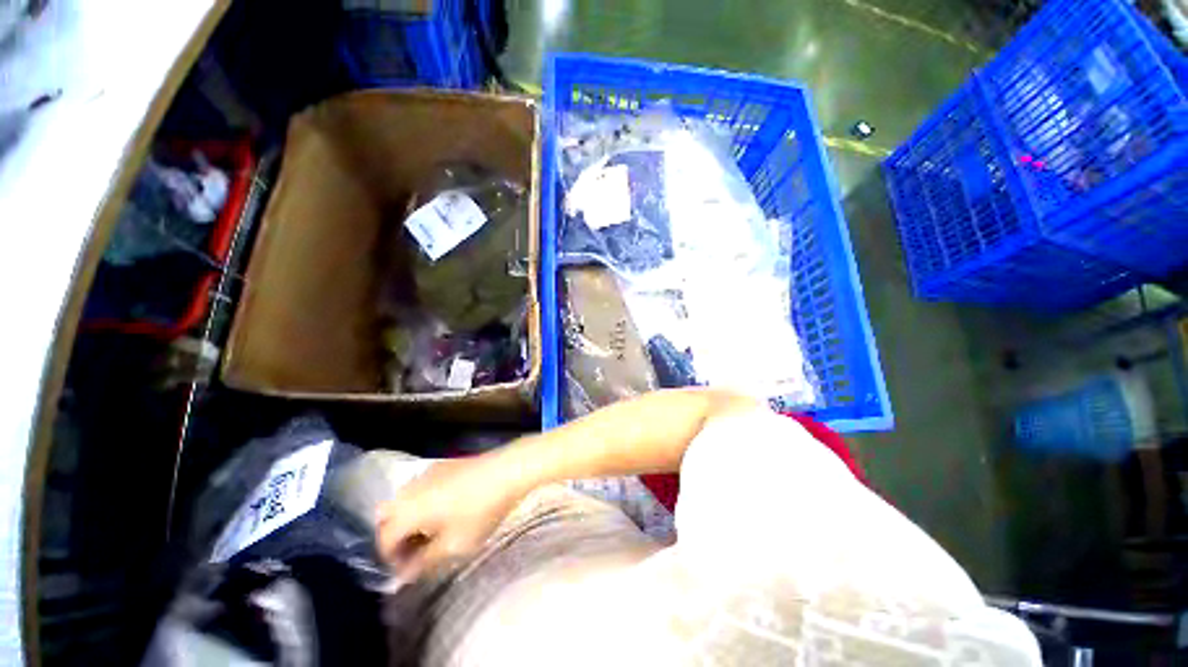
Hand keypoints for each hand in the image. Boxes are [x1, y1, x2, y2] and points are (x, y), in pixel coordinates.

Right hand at [375, 453, 531, 580]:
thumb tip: (404, 575)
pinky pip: (420, 487)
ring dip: (407, 519)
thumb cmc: (480, 510)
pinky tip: (442, 511)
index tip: (408, 573)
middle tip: (415, 553)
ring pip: (402, 500)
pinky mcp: (443, 464)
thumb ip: (424, 562)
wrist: (507, 470)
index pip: (384, 539)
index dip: (391, 560)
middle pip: (386, 516)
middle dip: (394, 537)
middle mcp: (409, 488)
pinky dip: (420, 502)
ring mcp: (426, 473)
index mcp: (406, 510)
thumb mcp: (454, 545)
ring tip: (430, 533)